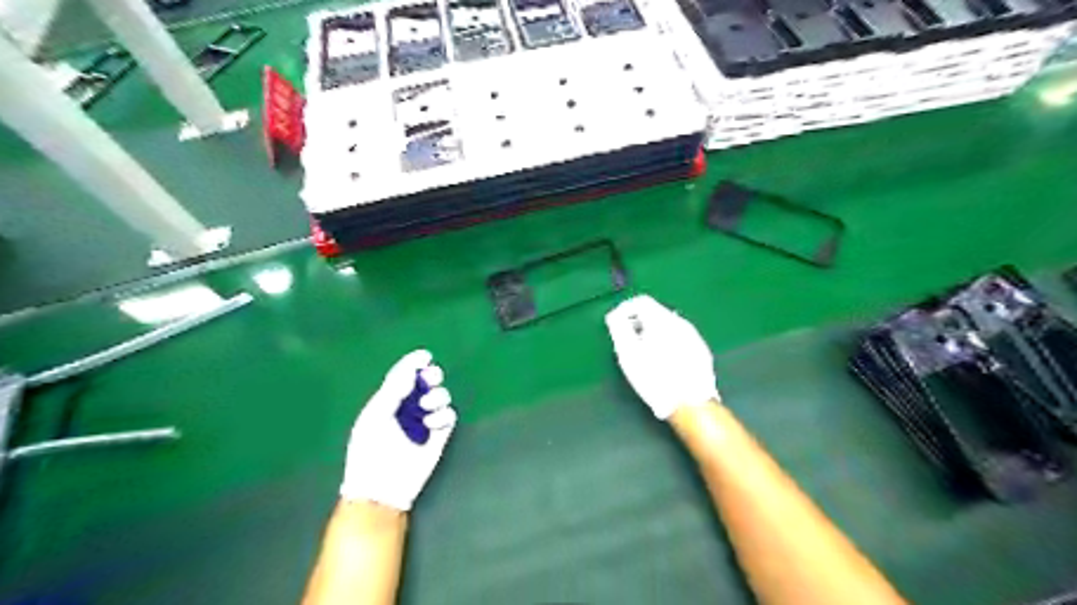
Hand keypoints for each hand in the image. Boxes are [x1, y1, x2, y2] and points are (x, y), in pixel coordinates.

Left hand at [335, 350, 452, 510]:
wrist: (381, 487)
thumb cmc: (370, 450)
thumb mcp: (376, 415)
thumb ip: (393, 390)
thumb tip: (412, 370)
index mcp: (389, 400)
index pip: (404, 375)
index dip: (414, 363)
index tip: (425, 356)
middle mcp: (409, 408)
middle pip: (427, 382)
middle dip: (432, 376)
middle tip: (430, 378)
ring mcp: (425, 422)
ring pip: (441, 396)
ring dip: (437, 396)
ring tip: (426, 408)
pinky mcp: (439, 437)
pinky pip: (449, 416)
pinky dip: (443, 415)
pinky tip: (431, 425)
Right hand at [602, 292, 716, 419]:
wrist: (690, 403)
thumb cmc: (654, 378)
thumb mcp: (628, 354)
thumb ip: (619, 329)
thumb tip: (614, 315)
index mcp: (662, 320)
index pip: (641, 301)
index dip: (624, 309)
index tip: (615, 323)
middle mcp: (681, 322)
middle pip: (655, 312)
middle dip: (638, 322)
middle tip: (626, 340)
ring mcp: (694, 336)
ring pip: (668, 325)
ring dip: (653, 332)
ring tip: (643, 353)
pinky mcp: (701, 351)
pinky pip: (679, 338)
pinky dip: (667, 342)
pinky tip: (663, 361)